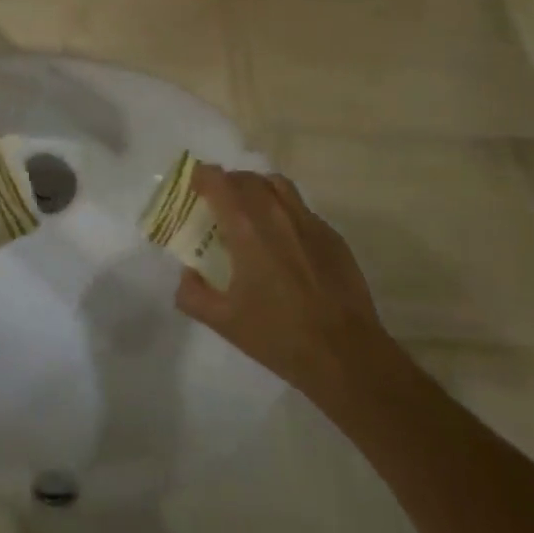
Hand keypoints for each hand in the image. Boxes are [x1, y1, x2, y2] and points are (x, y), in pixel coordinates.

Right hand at [176, 165, 396, 408]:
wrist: (347, 355)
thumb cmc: (279, 336)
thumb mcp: (224, 322)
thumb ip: (193, 294)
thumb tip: (186, 274)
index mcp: (245, 226)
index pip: (217, 180)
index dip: (201, 177)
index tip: (193, 189)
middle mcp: (275, 211)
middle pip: (245, 177)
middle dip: (227, 184)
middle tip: (218, 205)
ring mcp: (307, 220)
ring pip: (276, 184)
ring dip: (257, 189)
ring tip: (251, 212)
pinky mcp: (331, 234)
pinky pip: (300, 208)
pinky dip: (284, 211)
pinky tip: (285, 241)